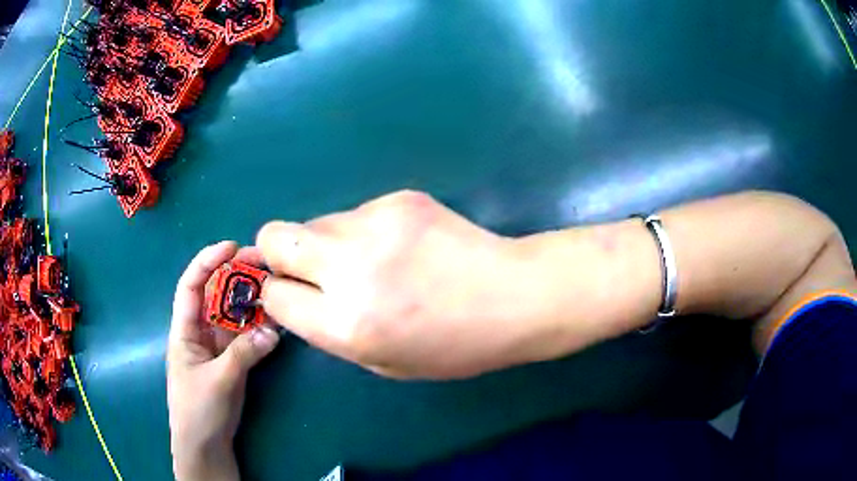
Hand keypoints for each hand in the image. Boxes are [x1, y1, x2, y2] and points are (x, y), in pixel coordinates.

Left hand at [167, 241, 279, 480]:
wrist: (205, 444)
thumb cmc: (198, 411)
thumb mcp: (218, 381)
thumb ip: (243, 355)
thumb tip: (273, 331)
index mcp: (185, 331)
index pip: (191, 286)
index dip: (207, 261)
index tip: (232, 247)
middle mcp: (200, 331)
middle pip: (215, 294)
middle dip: (235, 275)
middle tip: (263, 262)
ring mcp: (217, 346)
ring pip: (233, 314)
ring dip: (251, 299)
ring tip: (274, 286)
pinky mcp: (231, 360)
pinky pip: (245, 335)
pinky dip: (259, 325)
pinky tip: (275, 319)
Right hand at [256, 190, 563, 379]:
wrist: (514, 296)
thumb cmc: (454, 346)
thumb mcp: (383, 362)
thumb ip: (329, 329)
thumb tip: (295, 295)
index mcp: (347, 324)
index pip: (274, 296)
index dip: (276, 296)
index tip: (292, 295)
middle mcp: (350, 268)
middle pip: (274, 237)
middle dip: (277, 253)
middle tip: (307, 269)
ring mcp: (375, 224)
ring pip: (316, 221)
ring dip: (326, 243)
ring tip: (371, 261)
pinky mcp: (399, 198)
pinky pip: (357, 213)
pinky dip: (363, 231)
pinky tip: (402, 246)